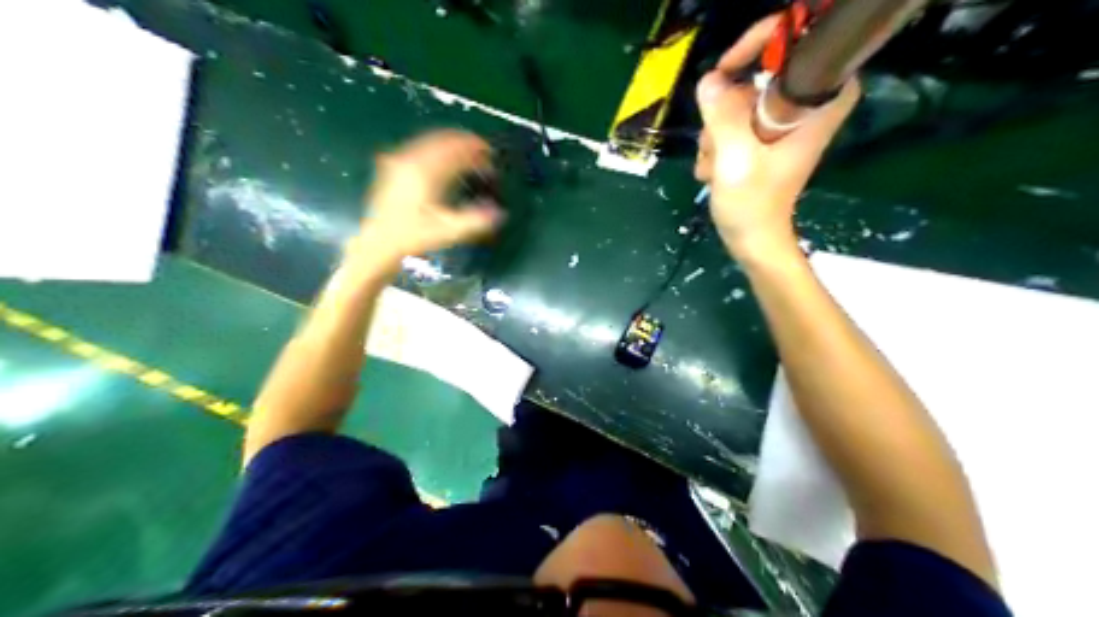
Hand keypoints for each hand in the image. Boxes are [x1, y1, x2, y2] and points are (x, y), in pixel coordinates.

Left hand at [357, 130, 501, 263]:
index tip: (490, 153)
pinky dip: (436, 149)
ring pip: (430, 141)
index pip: (454, 149)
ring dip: (451, 145)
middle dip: (464, 143)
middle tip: (482, 152)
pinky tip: (444, 161)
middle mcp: (410, 160)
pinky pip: (419, 148)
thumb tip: (500, 213)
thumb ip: (475, 221)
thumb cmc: (413, 237)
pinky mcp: (393, 167)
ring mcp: (398, 161)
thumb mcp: (447, 231)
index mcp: (424, 172)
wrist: (379, 244)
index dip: (475, 149)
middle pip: (442, 140)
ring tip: (467, 154)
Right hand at [693, 15, 857, 260]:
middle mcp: (802, 107)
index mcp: (815, 105)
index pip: (800, 45)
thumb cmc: (754, 205)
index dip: (763, 44)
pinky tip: (714, 171)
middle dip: (726, 111)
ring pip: (738, 104)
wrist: (754, 241)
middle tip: (716, 144)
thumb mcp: (735, 158)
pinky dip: (718, 144)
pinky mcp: (765, 138)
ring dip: (716, 134)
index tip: (728, 66)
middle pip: (757, 78)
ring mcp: (781, 124)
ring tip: (715, 168)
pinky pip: (733, 123)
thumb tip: (708, 80)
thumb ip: (722, 115)